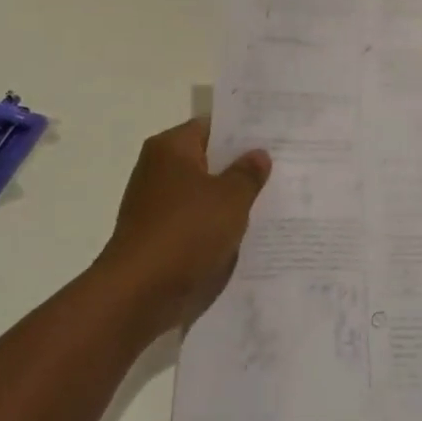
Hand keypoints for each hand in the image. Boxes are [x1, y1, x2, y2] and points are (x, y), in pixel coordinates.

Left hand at [94, 119, 270, 336]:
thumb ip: (248, 174)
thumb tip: (258, 155)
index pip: (213, 127)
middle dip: (240, 168)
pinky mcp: (157, 236)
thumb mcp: (230, 199)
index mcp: (171, 148)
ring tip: (272, 203)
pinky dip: (215, 226)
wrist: (139, 293)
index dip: (244, 133)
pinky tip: (245, 235)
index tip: (275, 139)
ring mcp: (155, 204)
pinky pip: (194, 222)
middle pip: (208, 160)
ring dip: (229, 201)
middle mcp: (158, 169)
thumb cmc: (186, 232)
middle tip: (282, 170)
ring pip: (203, 194)